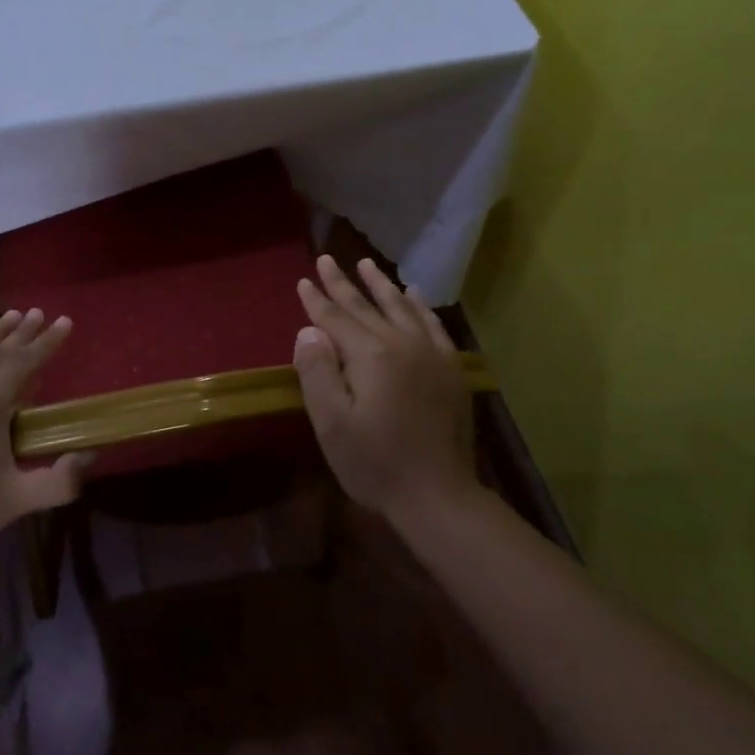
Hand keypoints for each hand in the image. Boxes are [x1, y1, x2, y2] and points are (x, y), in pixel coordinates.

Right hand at [292, 255, 479, 524]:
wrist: (438, 495)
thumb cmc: (376, 463)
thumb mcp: (332, 424)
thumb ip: (318, 371)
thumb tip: (309, 330)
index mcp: (371, 355)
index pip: (336, 318)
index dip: (317, 300)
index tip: (303, 279)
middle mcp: (402, 343)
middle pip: (366, 306)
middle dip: (343, 283)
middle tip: (327, 259)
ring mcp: (431, 354)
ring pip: (401, 307)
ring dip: (381, 285)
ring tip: (367, 264)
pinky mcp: (450, 368)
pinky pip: (432, 324)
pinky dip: (420, 306)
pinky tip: (414, 294)